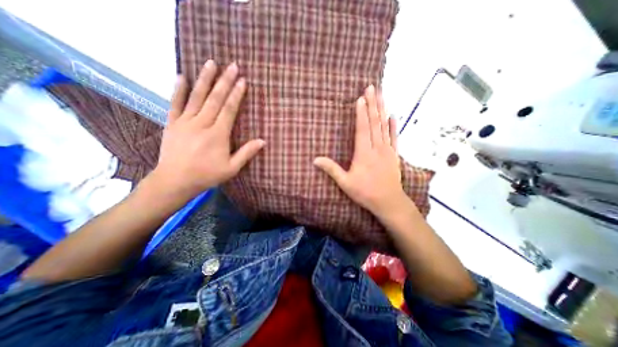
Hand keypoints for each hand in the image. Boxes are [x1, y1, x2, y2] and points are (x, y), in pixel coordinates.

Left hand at [152, 61, 264, 199]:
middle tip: (232, 65)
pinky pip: (175, 103)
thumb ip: (246, 153)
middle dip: (225, 81)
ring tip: (211, 63)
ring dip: (205, 79)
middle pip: (215, 99)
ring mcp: (185, 122)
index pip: (229, 109)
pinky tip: (181, 76)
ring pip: (196, 96)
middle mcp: (202, 124)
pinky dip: (178, 89)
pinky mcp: (172, 123)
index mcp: (218, 135)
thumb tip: (262, 141)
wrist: (175, 180)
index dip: (236, 94)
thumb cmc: (207, 175)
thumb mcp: (231, 168)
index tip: (243, 81)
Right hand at [315, 85, 408, 218]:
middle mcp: (376, 147)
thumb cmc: (365, 192)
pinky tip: (393, 115)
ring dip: (382, 110)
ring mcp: (387, 150)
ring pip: (384, 126)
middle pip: (374, 122)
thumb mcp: (345, 183)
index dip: (361, 113)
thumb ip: (331, 169)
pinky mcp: (394, 155)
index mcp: (364, 153)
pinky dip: (393, 126)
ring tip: (381, 95)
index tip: (361, 98)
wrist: (388, 201)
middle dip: (372, 104)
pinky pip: (394, 137)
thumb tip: (315, 160)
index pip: (362, 128)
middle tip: (372, 87)